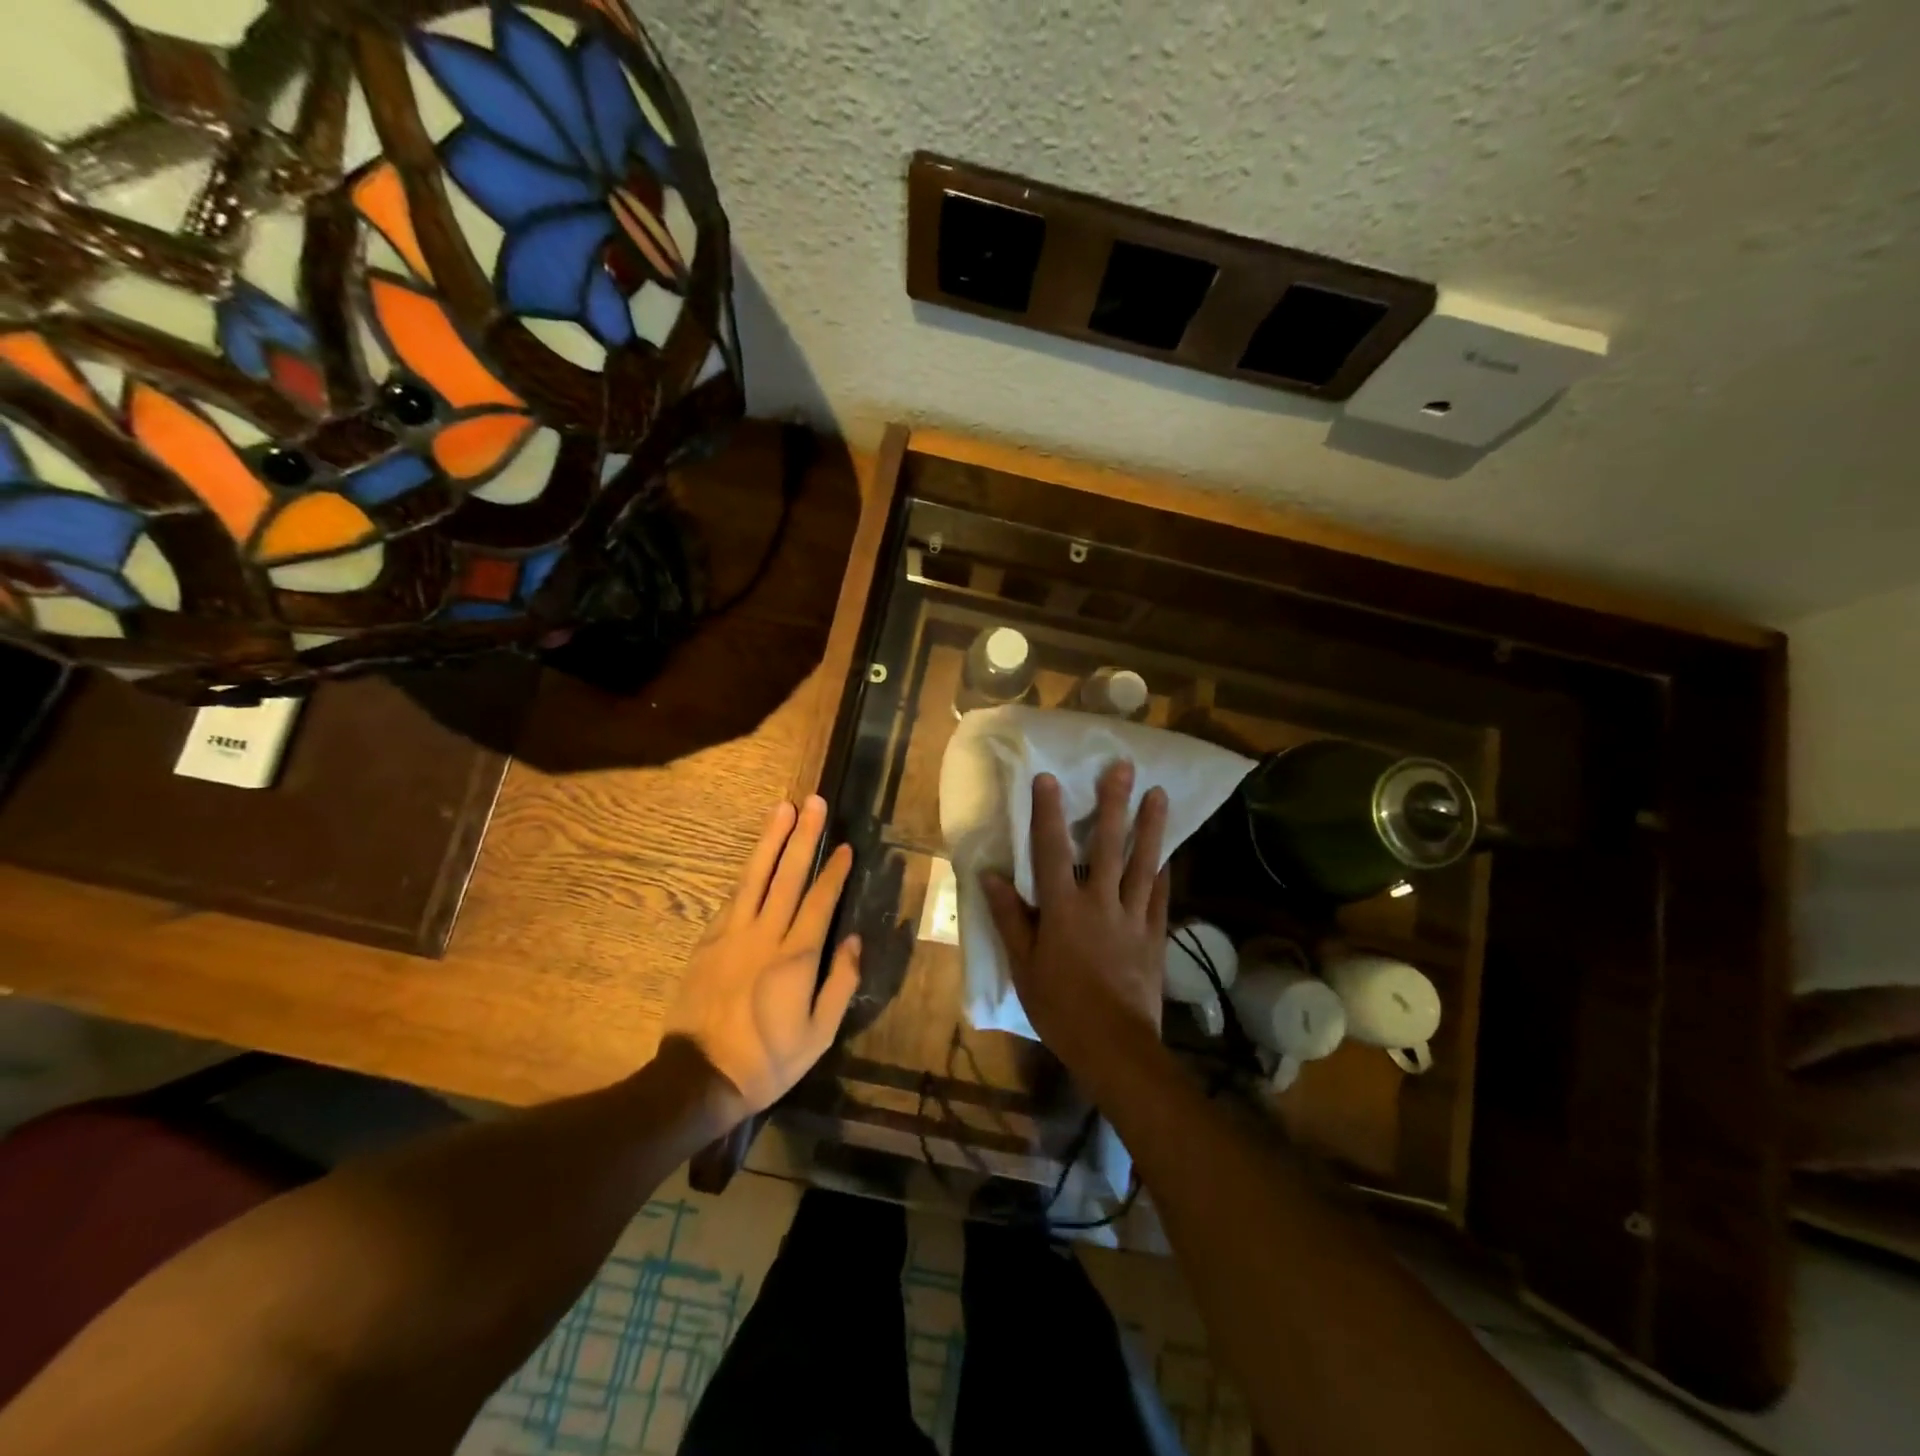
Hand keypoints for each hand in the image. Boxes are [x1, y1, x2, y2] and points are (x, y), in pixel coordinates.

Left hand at [664, 796, 860, 1122]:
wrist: (699, 1078)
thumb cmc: (768, 1060)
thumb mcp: (819, 1034)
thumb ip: (841, 983)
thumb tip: (854, 940)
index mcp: (796, 957)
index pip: (820, 901)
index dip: (834, 871)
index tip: (846, 845)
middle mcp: (765, 935)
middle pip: (788, 875)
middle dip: (803, 836)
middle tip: (813, 802)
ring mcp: (732, 934)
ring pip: (755, 876)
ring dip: (771, 839)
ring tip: (782, 808)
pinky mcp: (708, 941)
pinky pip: (732, 897)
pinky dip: (748, 872)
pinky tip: (755, 856)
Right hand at [982, 761, 1170, 1074]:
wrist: (1115, 1047)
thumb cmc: (1060, 1007)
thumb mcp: (1024, 966)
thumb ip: (1010, 918)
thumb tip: (990, 876)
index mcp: (1063, 909)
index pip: (1052, 851)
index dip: (1048, 812)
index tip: (1049, 778)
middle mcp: (1101, 902)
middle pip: (1108, 845)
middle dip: (1114, 803)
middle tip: (1124, 767)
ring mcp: (1133, 917)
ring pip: (1143, 863)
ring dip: (1150, 826)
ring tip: (1159, 794)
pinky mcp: (1154, 935)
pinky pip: (1161, 896)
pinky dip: (1165, 872)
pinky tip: (1169, 852)